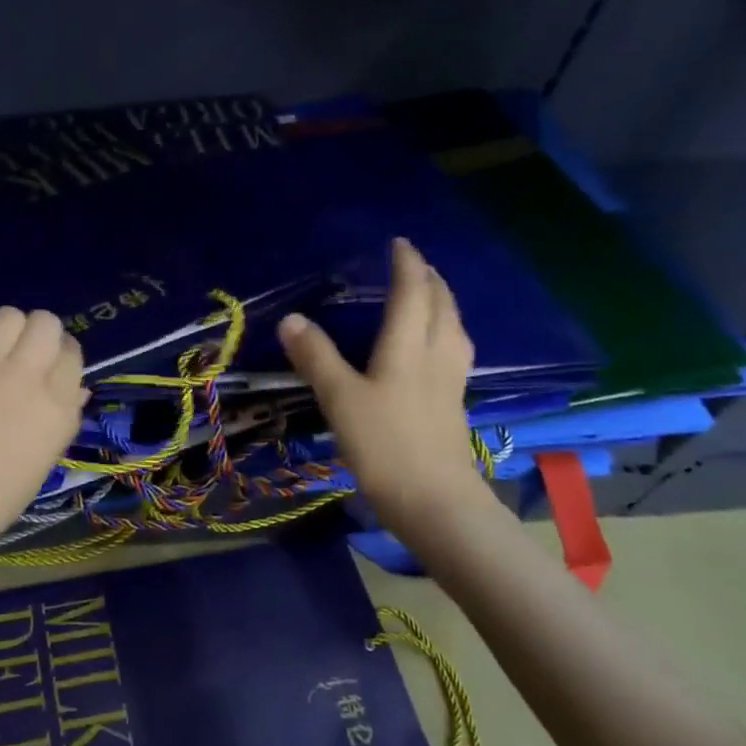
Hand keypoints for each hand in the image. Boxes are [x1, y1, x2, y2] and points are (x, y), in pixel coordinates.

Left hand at [0, 307, 87, 559]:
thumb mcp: (42, 464)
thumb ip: (63, 418)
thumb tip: (75, 388)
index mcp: (57, 408)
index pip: (72, 353)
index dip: (60, 359)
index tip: (47, 371)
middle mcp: (27, 376)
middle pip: (46, 323)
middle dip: (38, 337)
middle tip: (21, 358)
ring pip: (9, 314)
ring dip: (6, 330)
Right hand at [277, 238, 491, 532]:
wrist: (435, 502)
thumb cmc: (385, 444)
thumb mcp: (340, 398)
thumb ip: (316, 357)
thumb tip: (290, 319)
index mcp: (409, 347)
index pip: (412, 293)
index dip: (407, 266)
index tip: (400, 243)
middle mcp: (436, 356)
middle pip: (442, 307)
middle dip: (430, 280)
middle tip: (416, 265)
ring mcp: (450, 382)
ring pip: (454, 330)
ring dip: (444, 305)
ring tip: (431, 298)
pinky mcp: (453, 406)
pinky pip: (454, 353)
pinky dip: (446, 334)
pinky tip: (436, 350)